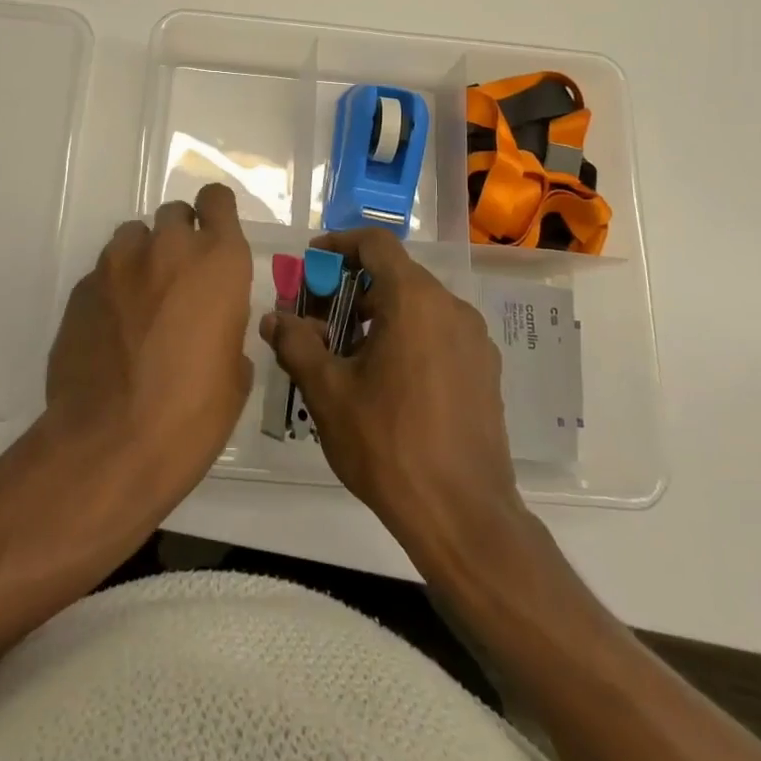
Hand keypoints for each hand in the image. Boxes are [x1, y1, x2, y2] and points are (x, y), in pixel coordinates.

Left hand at [45, 183, 253, 516]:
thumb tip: (213, 329)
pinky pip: (103, 274)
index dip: (216, 212)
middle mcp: (168, 248)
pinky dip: (113, 290)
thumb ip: (226, 329)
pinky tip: (113, 331)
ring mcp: (118, 265)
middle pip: (174, 214)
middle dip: (179, 237)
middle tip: (180, 279)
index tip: (214, 234)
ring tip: (142, 303)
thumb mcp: (234, 374)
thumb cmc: (192, 414)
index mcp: (218, 262)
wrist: (110, 446)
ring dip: (143, 258)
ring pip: (133, 237)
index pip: (216, 200)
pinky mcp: (81, 289)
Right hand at [261, 228, 524, 556]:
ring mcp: (475, 339)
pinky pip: (440, 333)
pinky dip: (409, 336)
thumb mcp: (328, 392)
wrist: (464, 516)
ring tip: (348, 353)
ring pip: (419, 305)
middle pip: (396, 274)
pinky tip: (388, 380)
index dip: (339, 244)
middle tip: (319, 318)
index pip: (375, 243)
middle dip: (353, 287)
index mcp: (414, 300)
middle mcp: (451, 307)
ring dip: (380, 314)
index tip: (312, 263)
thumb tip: (274, 319)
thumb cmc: (388, 444)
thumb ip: (296, 344)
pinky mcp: (486, 370)